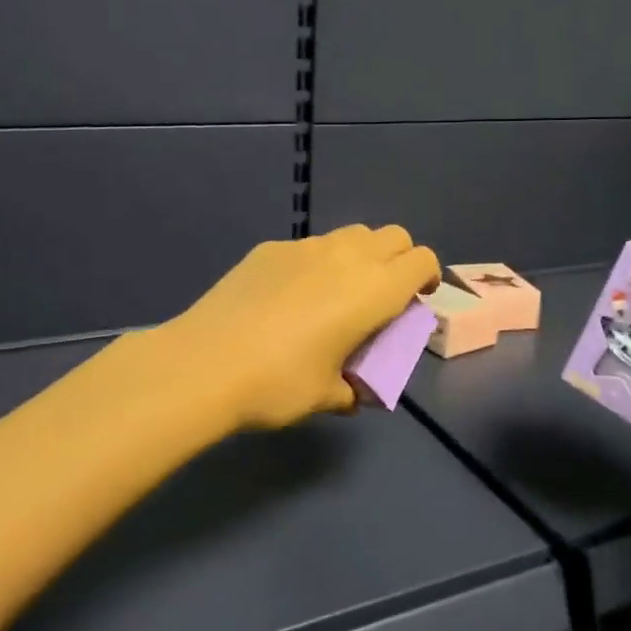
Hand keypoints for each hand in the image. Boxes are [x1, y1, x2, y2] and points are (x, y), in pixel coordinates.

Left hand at [156, 225, 440, 431]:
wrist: (205, 364)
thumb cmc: (279, 383)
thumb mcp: (328, 395)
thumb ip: (353, 388)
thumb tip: (354, 391)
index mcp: (375, 289)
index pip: (422, 260)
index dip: (426, 278)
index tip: (414, 302)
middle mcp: (347, 256)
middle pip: (393, 236)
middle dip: (398, 260)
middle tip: (381, 296)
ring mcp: (306, 246)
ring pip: (351, 235)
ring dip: (359, 256)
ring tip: (336, 294)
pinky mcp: (270, 248)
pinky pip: (309, 246)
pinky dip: (316, 263)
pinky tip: (288, 298)